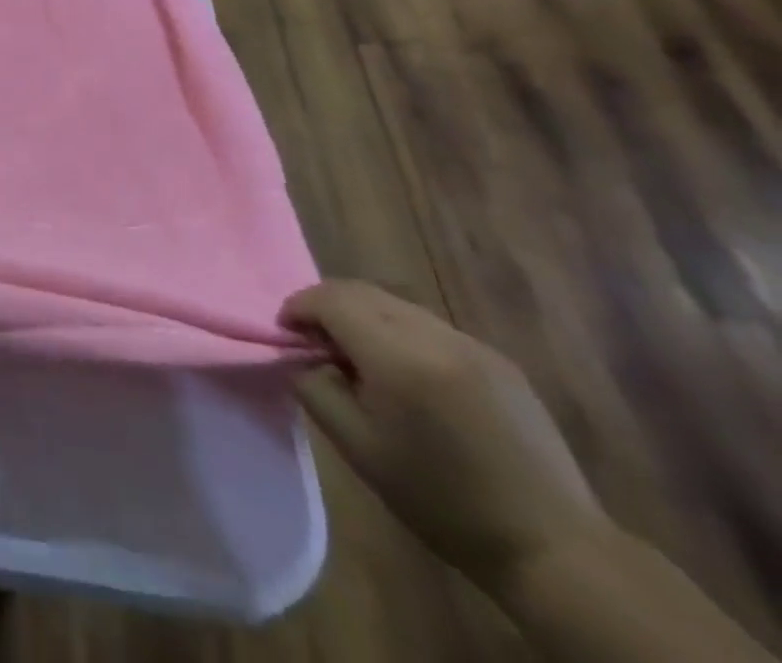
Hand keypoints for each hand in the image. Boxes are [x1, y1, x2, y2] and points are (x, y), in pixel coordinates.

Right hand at [280, 280, 611, 590]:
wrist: (552, 548)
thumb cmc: (439, 498)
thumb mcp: (356, 446)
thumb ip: (314, 387)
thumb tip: (302, 356)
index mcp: (398, 355)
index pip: (329, 299)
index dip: (298, 307)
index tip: (286, 334)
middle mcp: (435, 335)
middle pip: (360, 291)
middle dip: (327, 307)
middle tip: (314, 343)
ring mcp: (472, 344)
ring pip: (395, 304)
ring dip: (364, 317)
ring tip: (359, 360)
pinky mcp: (498, 360)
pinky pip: (430, 326)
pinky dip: (400, 332)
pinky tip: (406, 376)